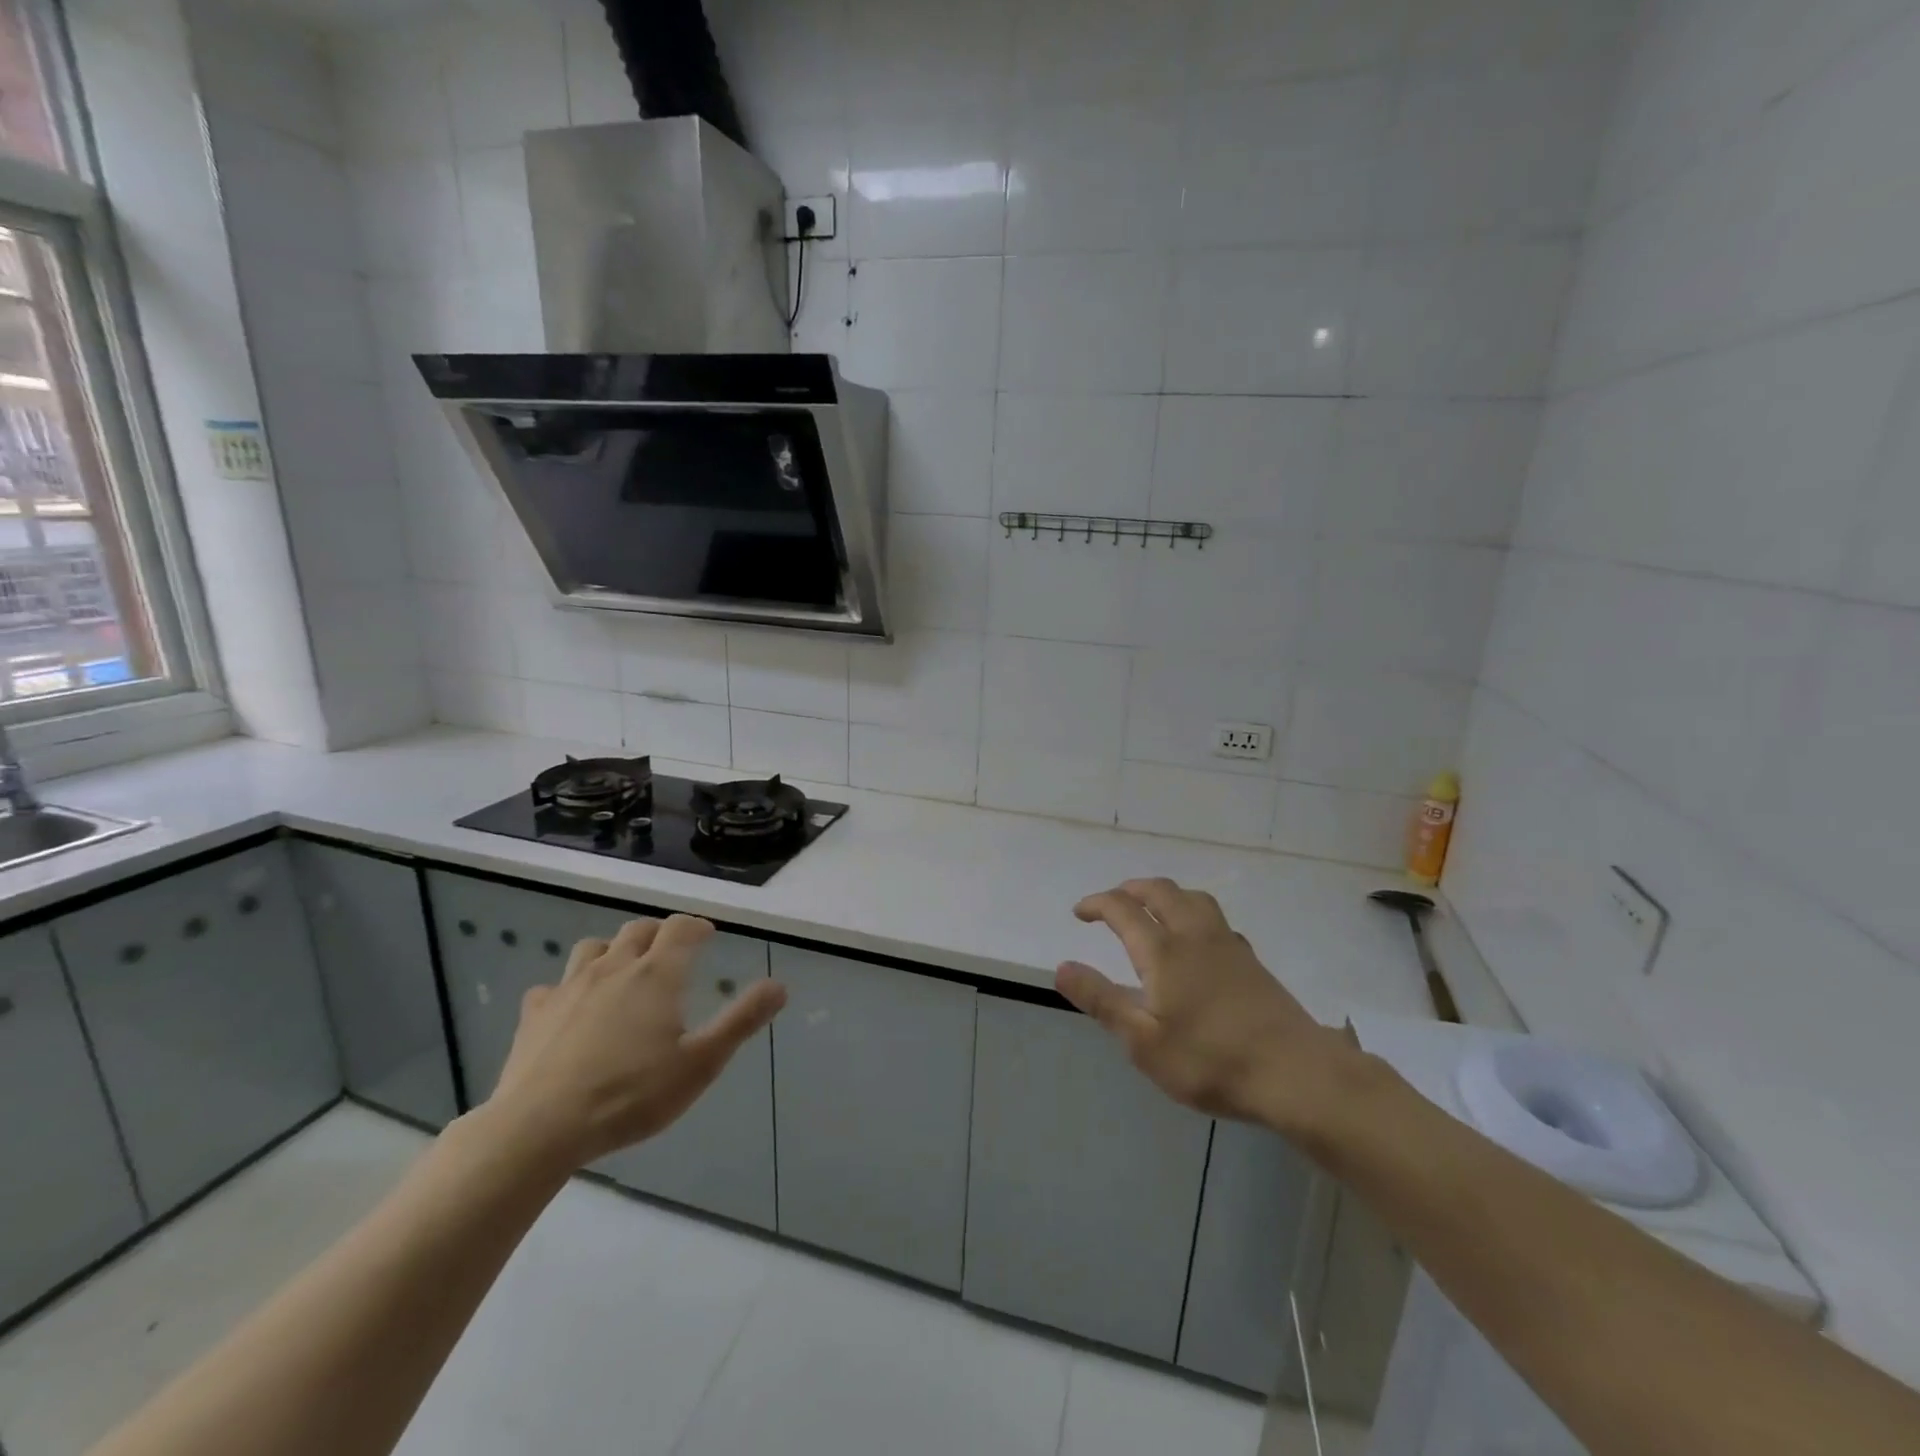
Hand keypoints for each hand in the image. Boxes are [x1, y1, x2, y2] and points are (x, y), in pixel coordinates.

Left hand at [482, 915, 787, 1172]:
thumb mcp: (700, 1064)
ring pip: (593, 947)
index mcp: (656, 975)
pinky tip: (572, 1008)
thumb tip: (780, 985)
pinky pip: (553, 985)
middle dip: (660, 933)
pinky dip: (569, 987)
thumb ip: (741, 1021)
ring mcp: (569, 987)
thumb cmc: (630, 1095)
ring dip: (614, 949)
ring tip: (624, 969)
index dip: (697, 926)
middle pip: (638, 930)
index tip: (707, 934)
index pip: (681, 929)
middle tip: (672, 952)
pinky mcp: (535, 1013)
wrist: (539, 1129)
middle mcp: (614, 968)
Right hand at [1056, 878, 1356, 1139]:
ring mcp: (1227, 944)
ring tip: (1151, 909)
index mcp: (1163, 951)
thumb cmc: (1210, 1060)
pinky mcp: (1250, 960)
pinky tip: (1195, 940)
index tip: (1079, 913)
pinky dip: (1191, 913)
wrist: (1295, 1073)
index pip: (1122, 908)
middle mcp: (1194, 935)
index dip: (1097, 904)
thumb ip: (1101, 1000)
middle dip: (1130, 889)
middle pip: (1160, 891)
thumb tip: (1062, 967)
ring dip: (1164, 894)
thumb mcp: (1143, 1041)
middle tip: (1112, 902)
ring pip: (1192, 898)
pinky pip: (1213, 918)